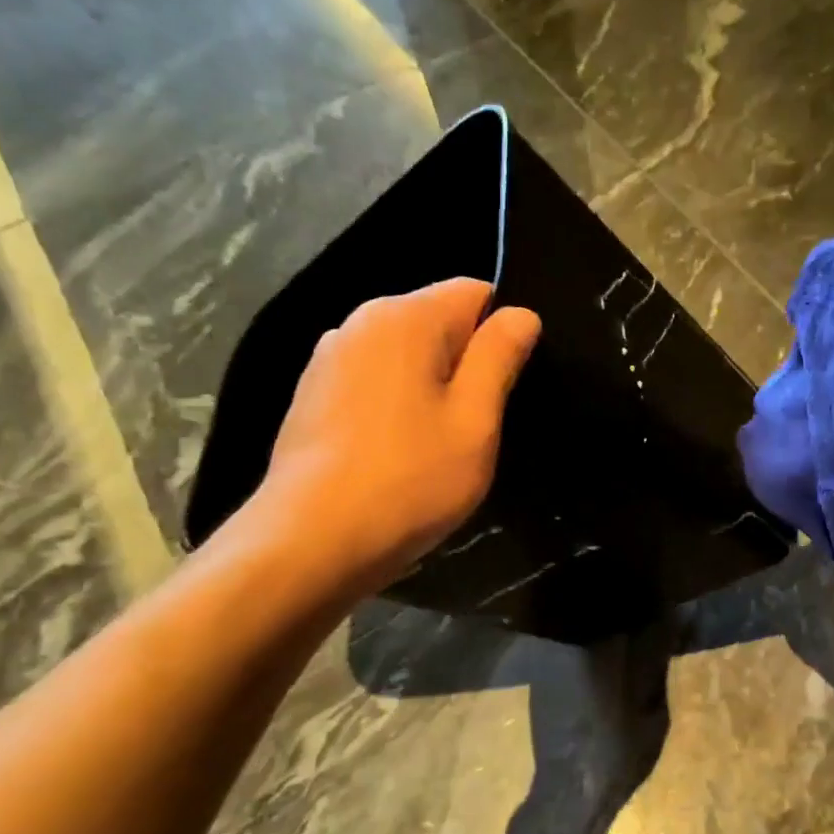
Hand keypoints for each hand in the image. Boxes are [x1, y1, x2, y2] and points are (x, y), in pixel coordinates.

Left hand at [248, 278, 540, 599]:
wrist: (312, 541)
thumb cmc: (410, 478)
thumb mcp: (475, 420)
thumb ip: (499, 358)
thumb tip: (521, 314)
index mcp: (404, 317)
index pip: (475, 292)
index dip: (502, 332)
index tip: (508, 386)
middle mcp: (360, 322)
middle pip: (437, 321)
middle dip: (467, 362)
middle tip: (480, 424)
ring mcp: (328, 358)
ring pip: (406, 356)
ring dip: (432, 387)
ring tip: (440, 443)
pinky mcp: (312, 395)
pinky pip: (375, 382)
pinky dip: (397, 404)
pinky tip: (400, 453)